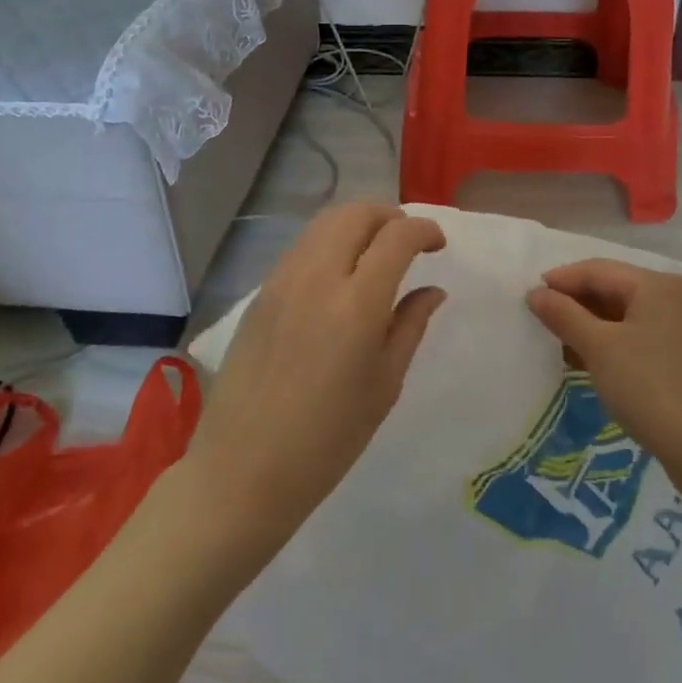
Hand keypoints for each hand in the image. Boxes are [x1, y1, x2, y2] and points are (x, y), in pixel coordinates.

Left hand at [185, 203, 446, 551]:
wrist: (244, 469)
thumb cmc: (328, 440)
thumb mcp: (384, 384)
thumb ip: (410, 325)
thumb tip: (432, 289)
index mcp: (356, 304)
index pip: (396, 237)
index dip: (424, 230)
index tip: (437, 245)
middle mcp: (317, 278)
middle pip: (355, 213)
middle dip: (389, 215)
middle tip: (407, 241)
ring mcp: (281, 281)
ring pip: (324, 223)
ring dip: (356, 224)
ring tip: (375, 252)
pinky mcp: (260, 293)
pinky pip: (301, 247)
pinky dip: (328, 242)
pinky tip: (339, 274)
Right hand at [526, 259, 681, 499]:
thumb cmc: (652, 389)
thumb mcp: (600, 349)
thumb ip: (564, 316)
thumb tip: (535, 293)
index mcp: (656, 286)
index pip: (596, 270)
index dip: (560, 281)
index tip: (526, 299)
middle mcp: (671, 299)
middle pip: (611, 289)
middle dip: (573, 303)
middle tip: (537, 321)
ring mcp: (678, 329)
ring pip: (621, 316)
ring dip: (587, 326)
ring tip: (554, 343)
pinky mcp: (679, 359)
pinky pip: (634, 338)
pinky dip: (607, 345)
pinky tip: (583, 362)